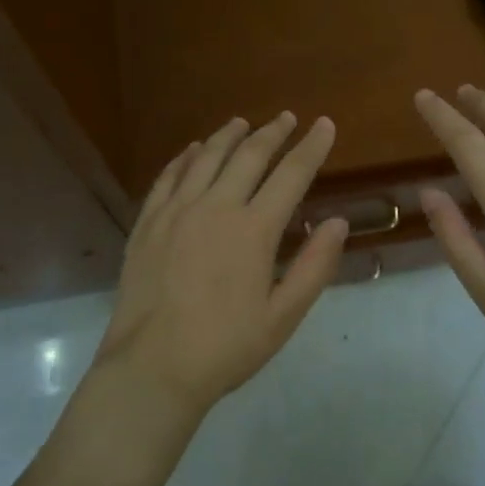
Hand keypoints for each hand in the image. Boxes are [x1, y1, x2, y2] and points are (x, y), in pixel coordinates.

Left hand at [95, 113, 350, 419]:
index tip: (324, 125)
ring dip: (228, 136)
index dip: (311, 147)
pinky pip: (168, 176)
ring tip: (242, 123)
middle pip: (249, 156)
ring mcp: (176, 211)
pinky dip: (185, 157)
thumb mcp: (282, 316)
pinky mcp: (148, 222)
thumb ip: (314, 266)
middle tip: (286, 118)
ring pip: (206, 157)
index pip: (291, 174)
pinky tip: (193, 150)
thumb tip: (337, 222)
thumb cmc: (225, 347)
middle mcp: (216, 207)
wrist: (152, 367)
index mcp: (254, 230)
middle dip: (272, 132)